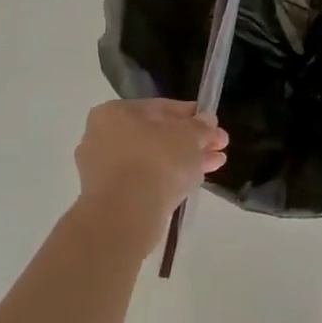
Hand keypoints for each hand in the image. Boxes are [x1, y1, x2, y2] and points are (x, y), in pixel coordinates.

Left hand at [75, 99, 227, 248]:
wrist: (127, 214)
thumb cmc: (157, 160)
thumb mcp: (190, 135)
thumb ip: (200, 126)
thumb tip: (206, 121)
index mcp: (114, 112)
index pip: (160, 108)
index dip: (192, 115)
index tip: (214, 124)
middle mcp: (101, 137)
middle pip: (156, 135)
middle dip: (191, 141)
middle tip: (220, 146)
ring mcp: (102, 169)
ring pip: (152, 159)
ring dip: (184, 160)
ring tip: (216, 164)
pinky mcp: (108, 197)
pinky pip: (144, 180)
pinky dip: (167, 179)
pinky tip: (192, 182)